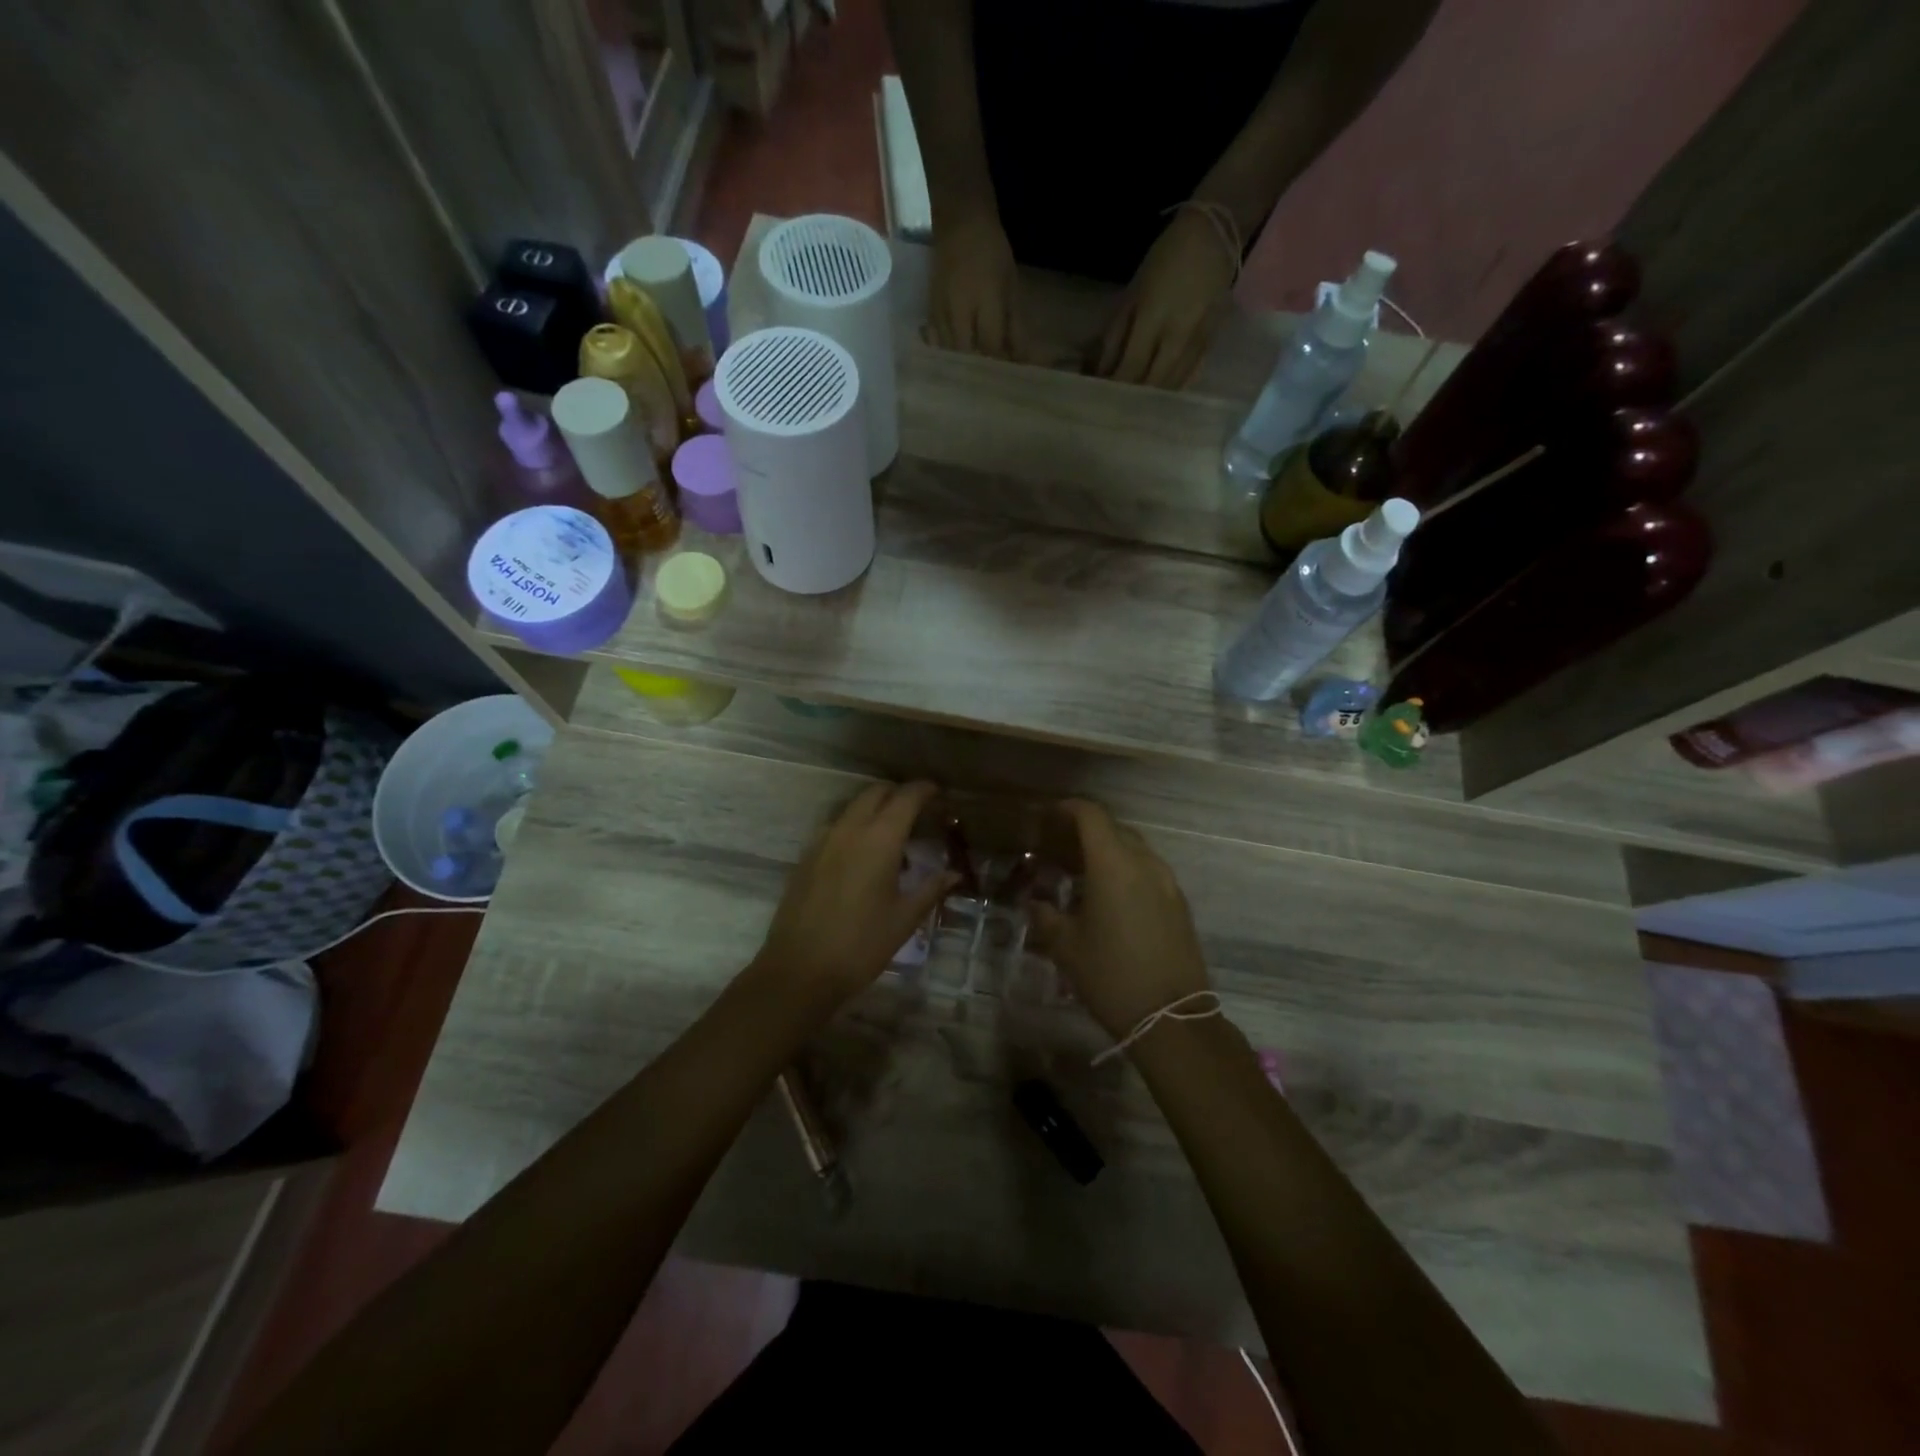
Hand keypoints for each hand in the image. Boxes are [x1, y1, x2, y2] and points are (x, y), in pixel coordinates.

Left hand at [748, 781, 957, 1014]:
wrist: (799, 970)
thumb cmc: (861, 945)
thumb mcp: (904, 919)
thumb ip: (931, 889)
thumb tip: (954, 874)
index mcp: (880, 839)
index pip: (906, 797)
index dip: (925, 790)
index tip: (939, 794)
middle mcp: (850, 829)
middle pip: (876, 792)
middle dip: (899, 794)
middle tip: (919, 813)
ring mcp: (823, 840)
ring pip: (853, 807)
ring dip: (875, 810)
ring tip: (893, 839)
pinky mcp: (806, 856)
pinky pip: (836, 827)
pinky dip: (855, 828)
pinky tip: (863, 858)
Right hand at [928, 208, 1029, 360]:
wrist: (959, 220)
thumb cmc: (992, 251)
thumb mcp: (1010, 285)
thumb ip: (1014, 324)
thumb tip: (1021, 357)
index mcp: (985, 300)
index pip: (991, 345)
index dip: (1000, 363)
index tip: (1008, 374)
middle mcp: (960, 309)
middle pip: (967, 353)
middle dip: (980, 367)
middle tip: (991, 375)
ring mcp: (941, 310)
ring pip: (949, 351)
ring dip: (963, 362)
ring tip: (974, 368)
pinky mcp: (929, 309)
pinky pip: (935, 340)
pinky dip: (946, 351)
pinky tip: (954, 354)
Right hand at [1027, 800, 1210, 1039]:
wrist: (1172, 1017)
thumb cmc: (1111, 975)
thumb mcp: (1066, 947)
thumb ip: (1045, 916)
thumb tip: (1034, 903)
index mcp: (1113, 864)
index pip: (1092, 815)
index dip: (1068, 808)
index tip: (1048, 816)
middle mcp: (1144, 863)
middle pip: (1114, 829)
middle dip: (1085, 831)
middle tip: (1059, 848)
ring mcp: (1167, 882)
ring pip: (1134, 849)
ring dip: (1108, 851)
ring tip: (1082, 872)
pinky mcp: (1180, 903)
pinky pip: (1148, 871)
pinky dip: (1126, 870)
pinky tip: (1110, 897)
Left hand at [1095, 209, 1236, 388]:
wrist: (1215, 234)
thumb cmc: (1165, 260)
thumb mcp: (1132, 294)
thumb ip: (1115, 335)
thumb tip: (1100, 371)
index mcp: (1154, 317)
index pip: (1131, 366)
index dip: (1116, 387)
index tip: (1102, 399)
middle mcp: (1178, 334)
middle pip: (1154, 382)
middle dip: (1134, 398)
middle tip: (1118, 407)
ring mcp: (1199, 340)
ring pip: (1174, 384)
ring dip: (1154, 398)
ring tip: (1137, 405)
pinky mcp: (1213, 341)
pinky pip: (1192, 375)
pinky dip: (1174, 388)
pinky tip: (1163, 395)